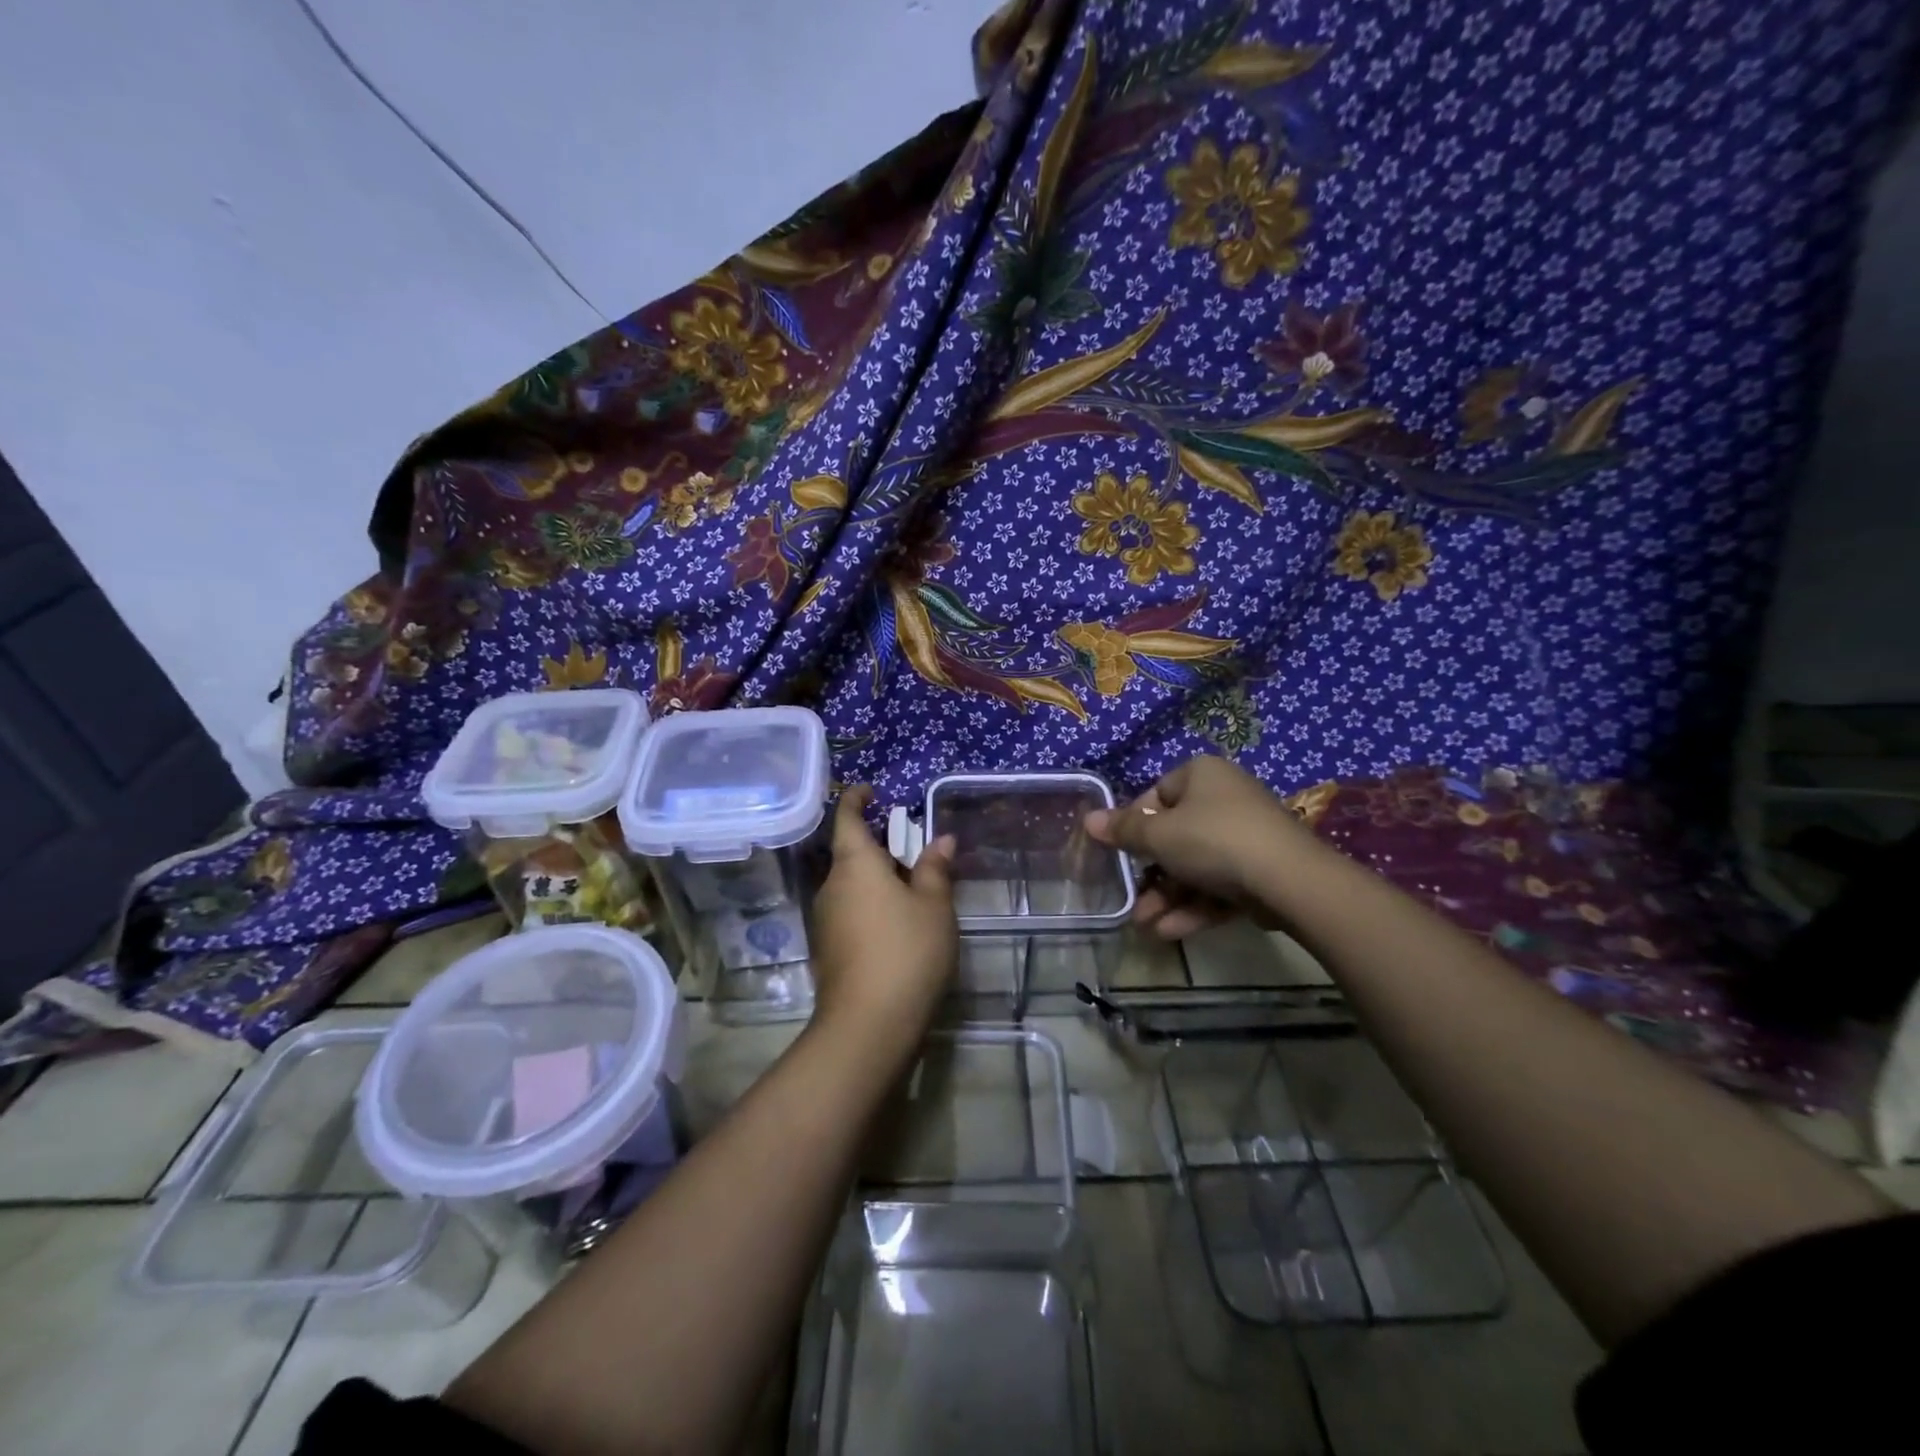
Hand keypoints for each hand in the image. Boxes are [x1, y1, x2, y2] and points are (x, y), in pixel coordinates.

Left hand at [808, 786, 957, 1038]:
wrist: (869, 1025)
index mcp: (855, 864)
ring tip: (912, 887)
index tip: (871, 790)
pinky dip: (871, 905)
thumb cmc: (907, 951)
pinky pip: (850, 911)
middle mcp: (832, 886)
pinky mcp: (828, 950)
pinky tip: (897, 924)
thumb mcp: (934, 906)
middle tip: (911, 846)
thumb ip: (935, 870)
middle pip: (851, 853)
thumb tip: (942, 840)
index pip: (848, 818)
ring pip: (851, 885)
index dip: (857, 800)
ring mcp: (826, 920)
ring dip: (876, 878)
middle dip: (878, 845)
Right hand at [1085, 757, 1321, 938]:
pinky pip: (1219, 885)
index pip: (1157, 795)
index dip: (1135, 825)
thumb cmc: (1213, 840)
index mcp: (1202, 775)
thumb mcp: (1159, 835)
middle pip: (1175, 836)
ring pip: (1196, 867)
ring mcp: (1247, 836)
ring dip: (1167, 897)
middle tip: (1131, 899)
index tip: (1122, 852)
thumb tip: (1088, 820)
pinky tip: (1170, 932)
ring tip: (1145, 925)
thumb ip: (1123, 830)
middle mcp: (1226, 798)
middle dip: (1150, 874)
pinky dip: (1195, 907)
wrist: (1289, 880)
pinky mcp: (1262, 871)